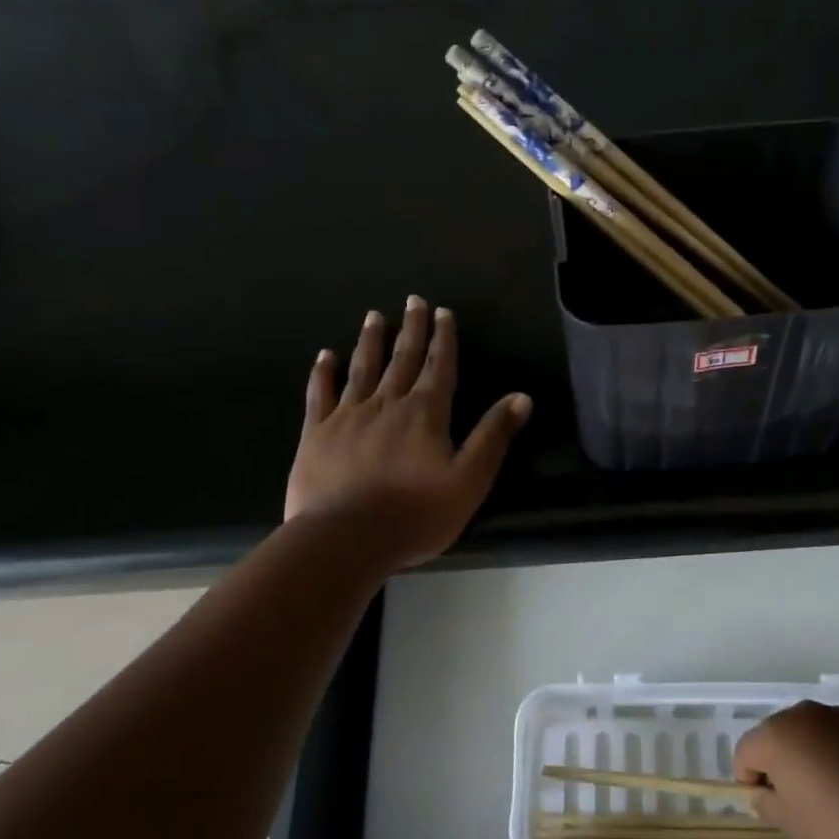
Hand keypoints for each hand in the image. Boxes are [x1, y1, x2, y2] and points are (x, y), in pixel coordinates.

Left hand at [285, 297, 531, 568]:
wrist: (346, 538)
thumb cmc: (416, 514)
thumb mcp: (470, 479)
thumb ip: (493, 435)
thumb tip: (522, 397)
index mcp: (426, 413)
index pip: (440, 366)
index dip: (443, 338)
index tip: (443, 312)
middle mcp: (387, 403)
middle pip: (403, 358)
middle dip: (411, 328)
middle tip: (413, 300)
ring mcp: (348, 416)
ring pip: (363, 368)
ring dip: (371, 340)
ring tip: (375, 316)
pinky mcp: (316, 433)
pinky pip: (320, 394)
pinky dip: (323, 372)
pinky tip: (325, 355)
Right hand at [735, 701, 838, 838]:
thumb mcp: (792, 824)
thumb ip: (766, 804)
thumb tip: (763, 792)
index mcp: (776, 734)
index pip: (744, 752)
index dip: (750, 781)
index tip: (771, 807)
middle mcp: (803, 713)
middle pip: (776, 737)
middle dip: (780, 764)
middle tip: (800, 801)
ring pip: (810, 734)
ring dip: (811, 757)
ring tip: (835, 794)